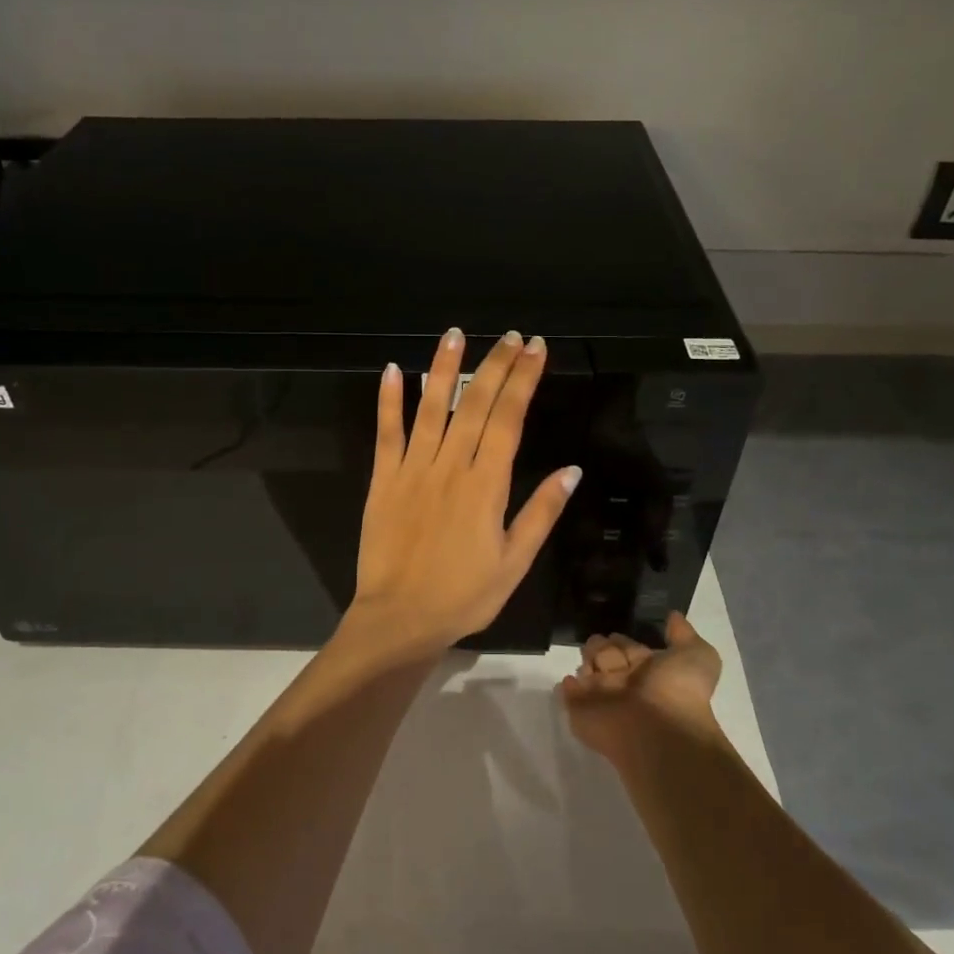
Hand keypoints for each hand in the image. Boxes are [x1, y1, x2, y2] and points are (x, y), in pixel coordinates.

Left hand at [343, 328, 581, 657]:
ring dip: (444, 368)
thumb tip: (571, 470)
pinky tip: (391, 370)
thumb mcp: (515, 562)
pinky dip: (388, 400)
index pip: (510, 418)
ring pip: (430, 407)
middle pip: (476, 404)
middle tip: (511, 336)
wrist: (399, 618)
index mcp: (487, 484)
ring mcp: (413, 469)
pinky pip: (386, 433)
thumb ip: (541, 513)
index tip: (536, 349)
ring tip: (455, 335)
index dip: (524, 380)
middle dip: (496, 365)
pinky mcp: (382, 479)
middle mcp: (451, 466)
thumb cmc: (464, 595)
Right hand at [559, 612, 723, 763]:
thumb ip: (684, 634)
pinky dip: (568, 688)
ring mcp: (602, 700)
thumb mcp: (696, 656)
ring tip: (588, 659)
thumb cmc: (677, 690)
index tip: (615, 633)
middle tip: (598, 643)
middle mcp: (625, 684)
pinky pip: (570, 697)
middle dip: (601, 646)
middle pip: (605, 656)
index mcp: (648, 671)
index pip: (628, 647)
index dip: (622, 640)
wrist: (658, 731)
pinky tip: (569, 680)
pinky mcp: (581, 714)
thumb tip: (673, 615)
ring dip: (586, 662)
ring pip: (587, 673)